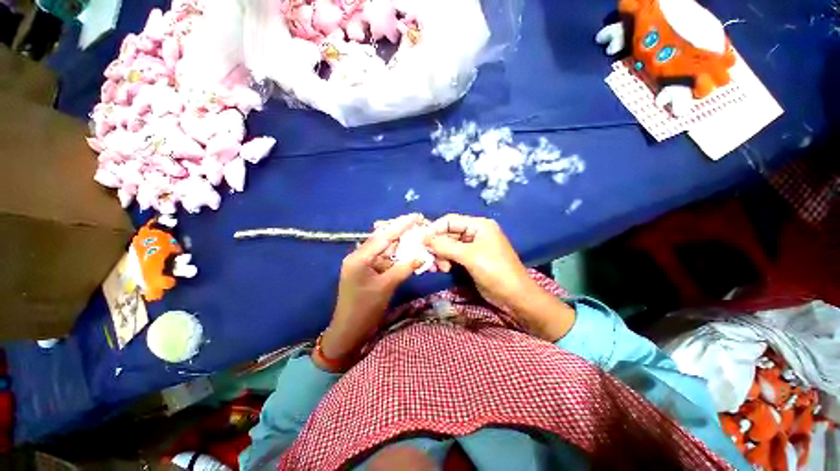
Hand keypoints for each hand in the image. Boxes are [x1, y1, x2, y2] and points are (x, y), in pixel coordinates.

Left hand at [317, 214, 424, 370]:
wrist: (349, 331)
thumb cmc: (364, 310)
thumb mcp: (386, 287)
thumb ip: (404, 269)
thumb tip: (422, 256)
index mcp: (359, 257)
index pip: (383, 237)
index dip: (400, 226)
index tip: (415, 216)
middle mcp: (359, 256)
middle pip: (382, 238)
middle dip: (400, 231)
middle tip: (417, 223)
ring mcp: (362, 263)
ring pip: (384, 248)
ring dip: (400, 243)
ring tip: (416, 234)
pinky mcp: (367, 270)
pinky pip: (383, 259)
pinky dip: (396, 256)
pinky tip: (407, 251)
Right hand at [425, 214, 574, 341]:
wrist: (515, 297)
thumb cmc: (495, 271)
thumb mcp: (469, 256)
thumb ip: (445, 245)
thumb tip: (423, 237)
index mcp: (479, 225)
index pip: (450, 220)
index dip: (434, 229)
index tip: (421, 242)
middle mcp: (475, 233)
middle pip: (448, 233)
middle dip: (438, 246)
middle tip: (431, 260)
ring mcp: (473, 247)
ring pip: (449, 246)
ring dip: (441, 255)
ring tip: (440, 268)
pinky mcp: (471, 260)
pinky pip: (453, 255)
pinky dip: (446, 261)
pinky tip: (443, 269)